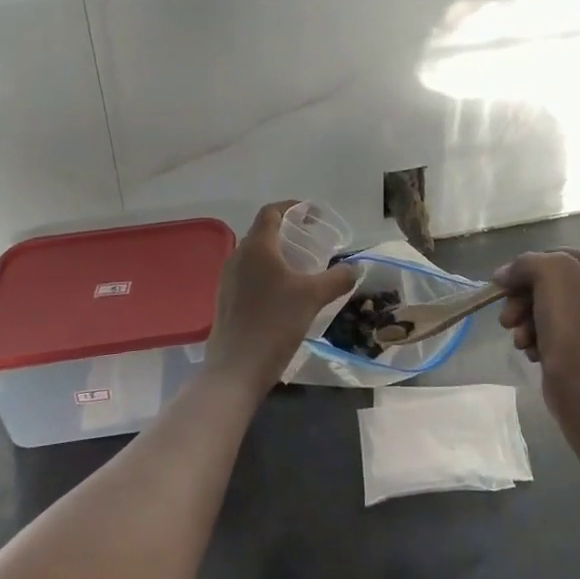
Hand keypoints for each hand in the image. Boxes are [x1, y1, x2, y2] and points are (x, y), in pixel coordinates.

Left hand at [206, 201, 357, 390]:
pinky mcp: (225, 301)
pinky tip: (283, 295)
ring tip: (301, 268)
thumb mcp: (313, 298)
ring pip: (254, 255)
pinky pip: (248, 275)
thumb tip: (355, 268)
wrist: (235, 371)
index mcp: (257, 247)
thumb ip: (337, 278)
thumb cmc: (274, 324)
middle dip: (287, 232)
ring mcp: (227, 280)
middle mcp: (238, 257)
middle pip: (262, 232)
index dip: (292, 207)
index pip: (271, 212)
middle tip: (312, 241)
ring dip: (277, 254)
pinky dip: (266, 274)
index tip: (312, 215)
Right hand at [494, 250, 579, 412]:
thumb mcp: (546, 271)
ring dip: (525, 323)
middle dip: (522, 301)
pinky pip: (554, 336)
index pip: (556, 256)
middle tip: (507, 318)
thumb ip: (523, 264)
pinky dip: (537, 341)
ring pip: (548, 312)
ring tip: (518, 339)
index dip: (527, 267)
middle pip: (549, 286)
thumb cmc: (571, 318)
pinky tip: (531, 351)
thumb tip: (503, 275)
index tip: (505, 284)